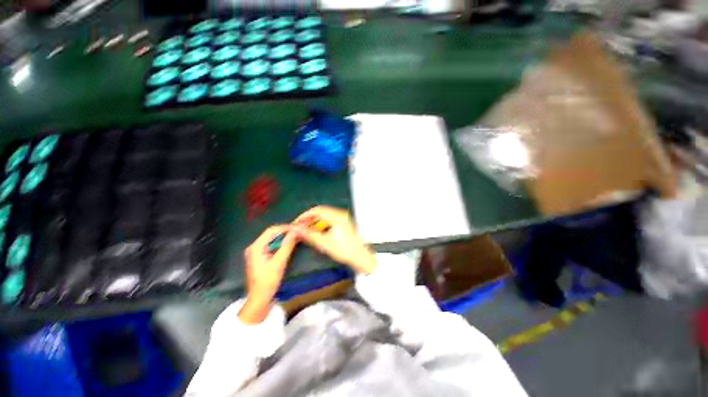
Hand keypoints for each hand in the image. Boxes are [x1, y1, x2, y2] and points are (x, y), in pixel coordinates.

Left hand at [239, 225, 297, 324]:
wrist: (259, 299)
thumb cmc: (268, 281)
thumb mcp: (279, 262)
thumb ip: (287, 245)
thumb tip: (296, 231)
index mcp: (256, 247)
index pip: (271, 230)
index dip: (285, 227)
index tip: (298, 228)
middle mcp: (254, 247)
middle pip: (271, 234)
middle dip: (285, 231)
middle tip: (298, 232)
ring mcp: (256, 252)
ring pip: (272, 239)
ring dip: (284, 237)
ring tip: (296, 236)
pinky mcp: (260, 257)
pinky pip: (271, 245)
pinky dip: (281, 244)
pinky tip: (289, 244)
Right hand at [293, 206, 375, 273]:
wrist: (360, 257)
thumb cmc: (344, 250)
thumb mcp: (325, 243)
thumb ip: (310, 235)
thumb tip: (296, 229)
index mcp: (337, 217)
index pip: (317, 210)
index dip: (305, 216)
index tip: (296, 223)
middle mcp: (340, 214)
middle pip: (321, 211)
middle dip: (309, 218)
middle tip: (300, 227)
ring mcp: (343, 217)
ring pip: (324, 215)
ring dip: (314, 221)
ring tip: (306, 229)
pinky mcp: (344, 222)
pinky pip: (329, 219)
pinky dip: (321, 223)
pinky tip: (317, 231)